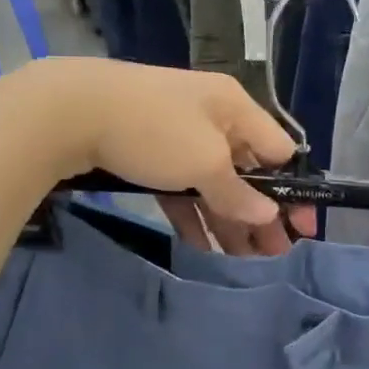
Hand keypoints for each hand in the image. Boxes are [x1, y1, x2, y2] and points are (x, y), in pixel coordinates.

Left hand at [20, 59, 313, 256]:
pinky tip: (204, 247)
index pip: (279, 150)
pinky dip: (195, 214)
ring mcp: (179, 135)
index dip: (294, 190)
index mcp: (235, 108)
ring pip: (215, 183)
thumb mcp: (204, 163)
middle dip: (262, 214)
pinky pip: (183, 187)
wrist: (67, 109)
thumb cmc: (152, 130)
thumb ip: (238, 193)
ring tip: (244, 260)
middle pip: (248, 171)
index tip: (301, 229)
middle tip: (273, 255)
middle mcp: (213, 118)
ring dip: (230, 220)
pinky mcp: (149, 152)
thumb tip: (268, 215)